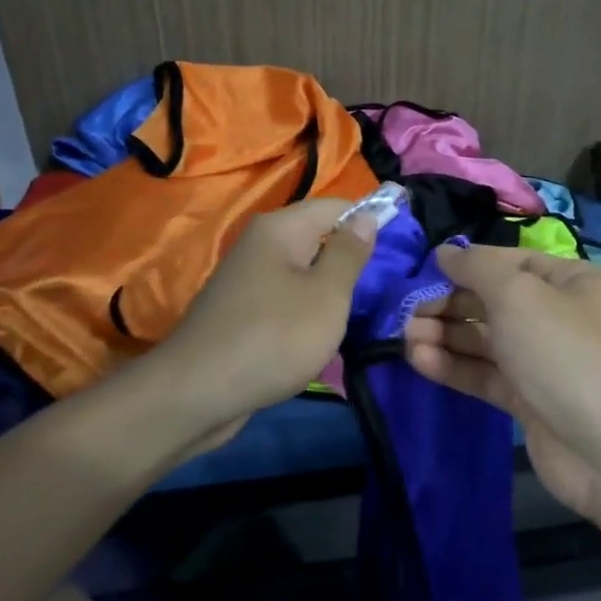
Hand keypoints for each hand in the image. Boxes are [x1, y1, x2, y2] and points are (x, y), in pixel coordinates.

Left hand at [146, 197, 377, 453]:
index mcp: (281, 228)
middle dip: (352, 259)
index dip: (371, 221)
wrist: (197, 393)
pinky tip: (323, 333)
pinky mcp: (241, 310)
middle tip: (387, 287)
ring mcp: (247, 277)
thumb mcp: (327, 295)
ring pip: (304, 271)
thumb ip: (349, 253)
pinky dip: (307, 310)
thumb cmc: (274, 338)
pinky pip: (286, 297)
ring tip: (362, 312)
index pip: (338, 206)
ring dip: (331, 289)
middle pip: (319, 237)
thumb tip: (367, 215)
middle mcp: (260, 243)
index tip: (403, 249)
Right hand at [403, 245, 600, 512]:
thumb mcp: (518, 295)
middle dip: (449, 305)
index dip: (466, 265)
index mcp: (570, 281)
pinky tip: (420, 362)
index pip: (509, 262)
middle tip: (408, 314)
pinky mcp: (529, 400)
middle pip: (493, 302)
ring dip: (445, 337)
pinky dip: (454, 367)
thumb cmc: (564, 353)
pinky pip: (486, 374)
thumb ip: (476, 268)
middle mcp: (559, 316)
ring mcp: (544, 361)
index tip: (423, 272)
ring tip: (406, 339)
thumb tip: (446, 253)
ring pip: (485, 340)